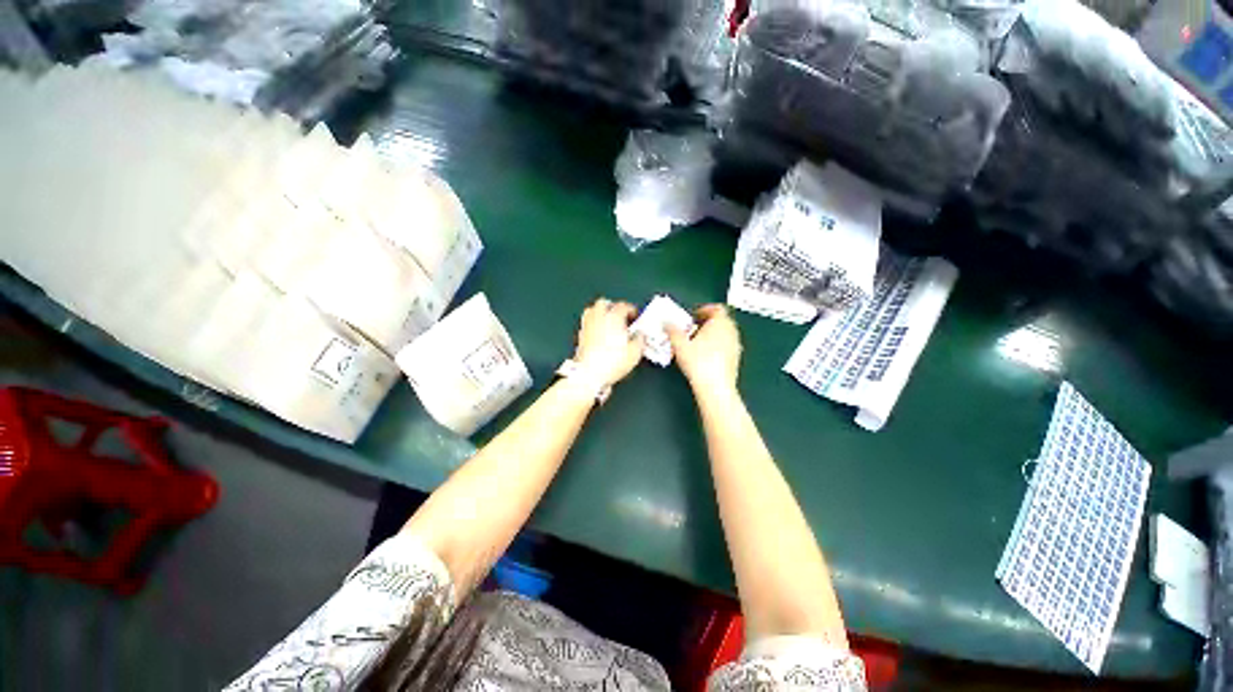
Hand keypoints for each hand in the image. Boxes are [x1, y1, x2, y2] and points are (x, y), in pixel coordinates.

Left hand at [573, 298, 644, 386]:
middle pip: (604, 303)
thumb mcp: (635, 351)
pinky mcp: (580, 336)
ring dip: (601, 313)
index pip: (623, 306)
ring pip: (592, 310)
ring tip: (609, 322)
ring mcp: (587, 326)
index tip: (635, 316)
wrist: (589, 374)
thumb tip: (640, 335)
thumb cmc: (612, 361)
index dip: (631, 310)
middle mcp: (598, 317)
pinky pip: (587, 323)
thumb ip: (640, 339)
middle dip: (613, 307)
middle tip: (621, 315)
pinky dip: (594, 325)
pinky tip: (600, 334)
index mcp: (613, 317)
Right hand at [666, 304, 741, 394]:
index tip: (693, 316)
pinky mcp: (736, 359)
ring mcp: (736, 345)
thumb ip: (672, 330)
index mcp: (720, 323)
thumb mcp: (679, 344)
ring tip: (696, 343)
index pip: (717, 308)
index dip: (704, 309)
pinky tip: (704, 356)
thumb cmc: (698, 362)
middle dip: (707, 322)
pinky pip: (726, 345)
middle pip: (721, 320)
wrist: (715, 388)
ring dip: (712, 334)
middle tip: (692, 329)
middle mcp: (731, 332)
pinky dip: (716, 346)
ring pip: (724, 333)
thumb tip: (667, 323)